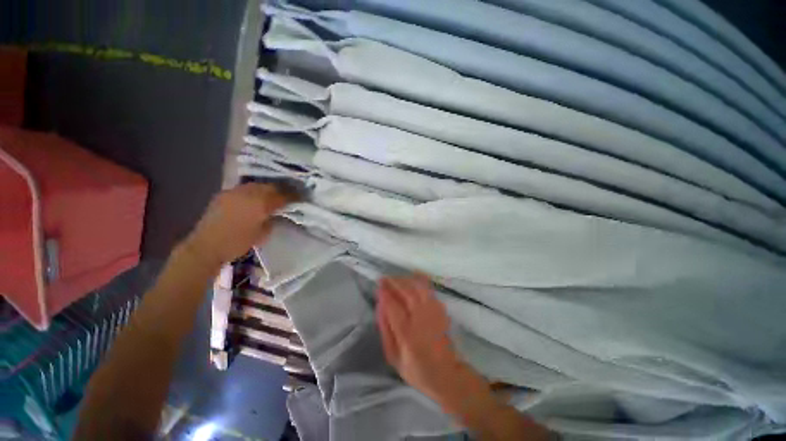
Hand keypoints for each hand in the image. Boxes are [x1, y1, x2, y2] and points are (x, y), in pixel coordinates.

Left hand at [183, 183, 296, 265]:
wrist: (206, 246)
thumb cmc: (238, 242)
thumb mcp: (263, 234)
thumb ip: (273, 219)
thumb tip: (277, 213)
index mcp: (260, 204)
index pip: (282, 196)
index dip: (293, 196)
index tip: (300, 198)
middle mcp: (248, 193)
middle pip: (270, 187)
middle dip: (281, 190)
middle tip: (288, 195)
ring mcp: (235, 192)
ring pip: (257, 185)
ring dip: (267, 189)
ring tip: (272, 195)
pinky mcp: (224, 194)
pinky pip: (244, 188)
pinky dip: (253, 191)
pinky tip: (255, 198)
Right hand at [376, 274, 467, 402]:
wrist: (446, 375)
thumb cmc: (416, 370)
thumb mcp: (394, 357)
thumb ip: (386, 330)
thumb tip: (380, 306)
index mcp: (407, 334)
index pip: (393, 307)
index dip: (385, 294)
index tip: (378, 286)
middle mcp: (421, 320)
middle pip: (407, 293)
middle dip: (394, 283)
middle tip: (384, 279)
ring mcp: (433, 312)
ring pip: (419, 288)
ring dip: (406, 280)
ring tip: (395, 278)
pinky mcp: (441, 310)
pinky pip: (430, 290)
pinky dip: (421, 280)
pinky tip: (413, 277)